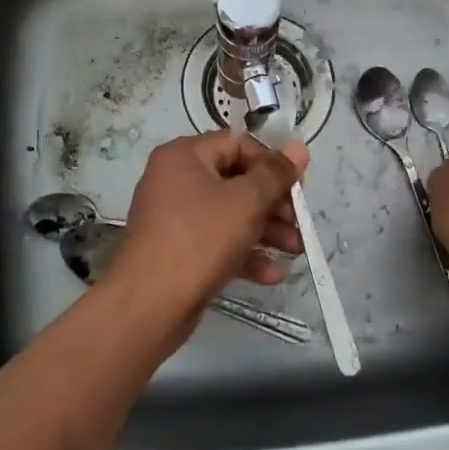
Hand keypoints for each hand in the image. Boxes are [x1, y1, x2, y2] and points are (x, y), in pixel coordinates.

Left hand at [110, 130, 309, 317]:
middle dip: (274, 203)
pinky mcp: (178, 250)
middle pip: (236, 180)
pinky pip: (217, 242)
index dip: (271, 163)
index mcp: (184, 156)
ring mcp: (175, 217)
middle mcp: (176, 180)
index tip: (298, 186)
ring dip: (266, 230)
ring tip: (296, 251)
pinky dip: (244, 253)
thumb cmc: (200, 239)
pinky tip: (274, 274)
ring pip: (230, 214)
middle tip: (300, 222)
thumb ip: (275, 174)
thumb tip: (299, 146)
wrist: (148, 305)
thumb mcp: (246, 202)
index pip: (238, 144)